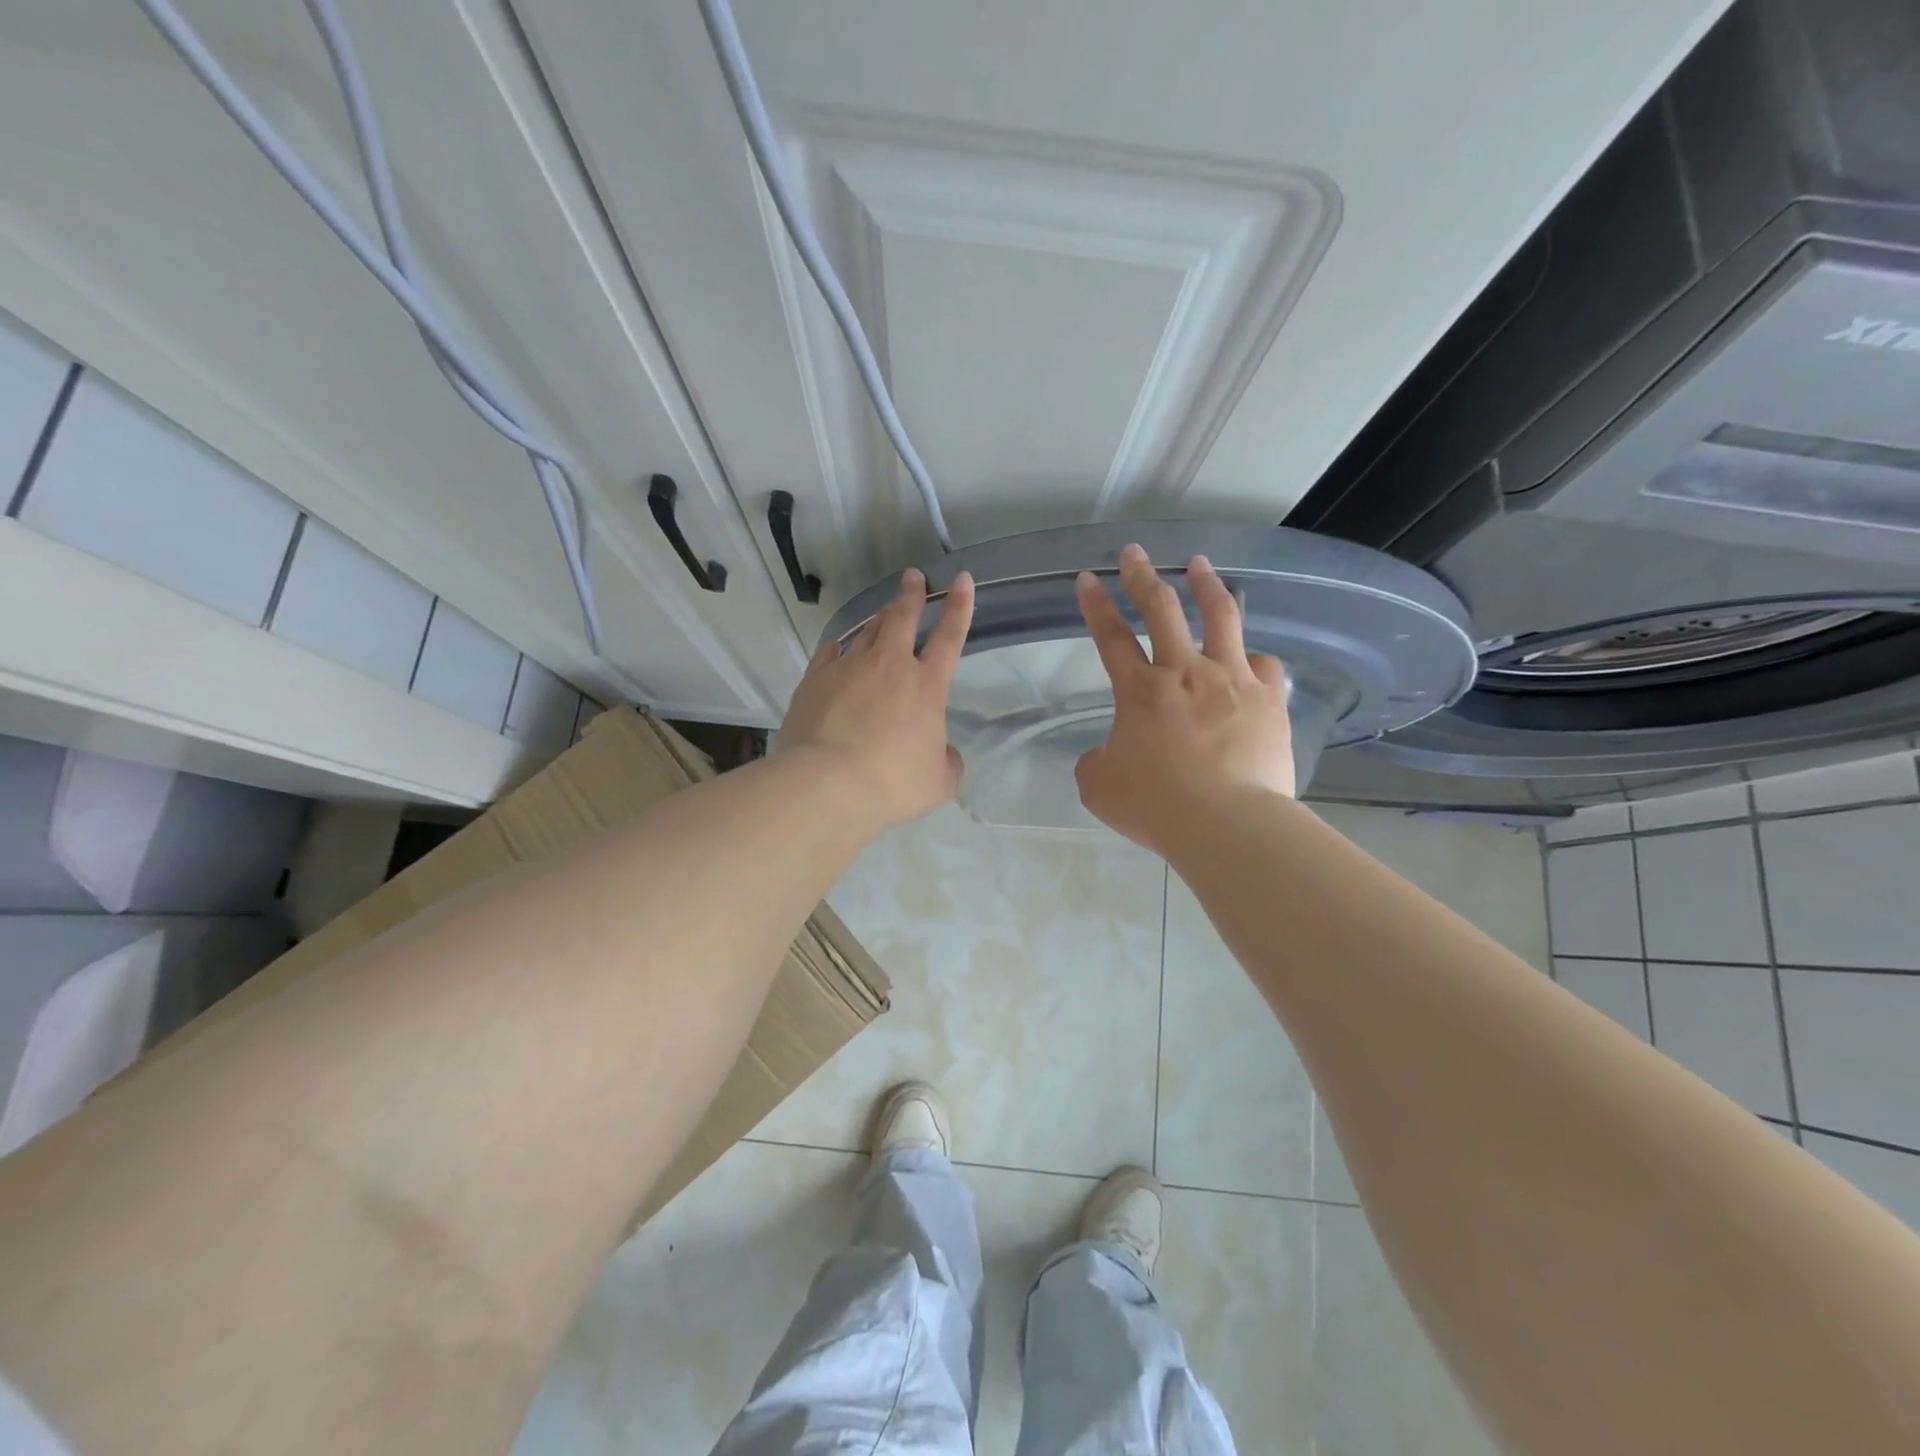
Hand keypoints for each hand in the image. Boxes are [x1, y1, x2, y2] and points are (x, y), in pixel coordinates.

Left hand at [779, 566, 976, 830]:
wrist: (826, 784)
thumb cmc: (892, 784)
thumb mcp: (939, 782)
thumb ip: (947, 761)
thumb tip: (943, 753)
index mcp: (926, 686)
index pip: (950, 637)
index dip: (959, 607)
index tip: (962, 580)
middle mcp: (889, 666)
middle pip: (902, 618)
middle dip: (911, 595)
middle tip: (913, 576)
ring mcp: (848, 669)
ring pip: (867, 632)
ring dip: (879, 619)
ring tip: (884, 611)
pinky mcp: (815, 680)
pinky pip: (829, 654)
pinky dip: (839, 647)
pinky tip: (838, 646)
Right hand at [1075, 544, 1293, 854]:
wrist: (1228, 824)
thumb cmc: (1157, 807)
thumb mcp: (1100, 788)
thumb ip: (1096, 762)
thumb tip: (1106, 754)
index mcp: (1140, 692)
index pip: (1110, 637)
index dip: (1095, 605)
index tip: (1087, 579)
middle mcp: (1185, 673)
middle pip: (1161, 609)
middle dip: (1142, 576)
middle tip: (1134, 553)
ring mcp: (1232, 680)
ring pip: (1221, 617)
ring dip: (1206, 585)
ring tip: (1200, 564)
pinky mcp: (1269, 700)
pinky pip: (1264, 665)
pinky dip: (1253, 657)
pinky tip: (1251, 657)